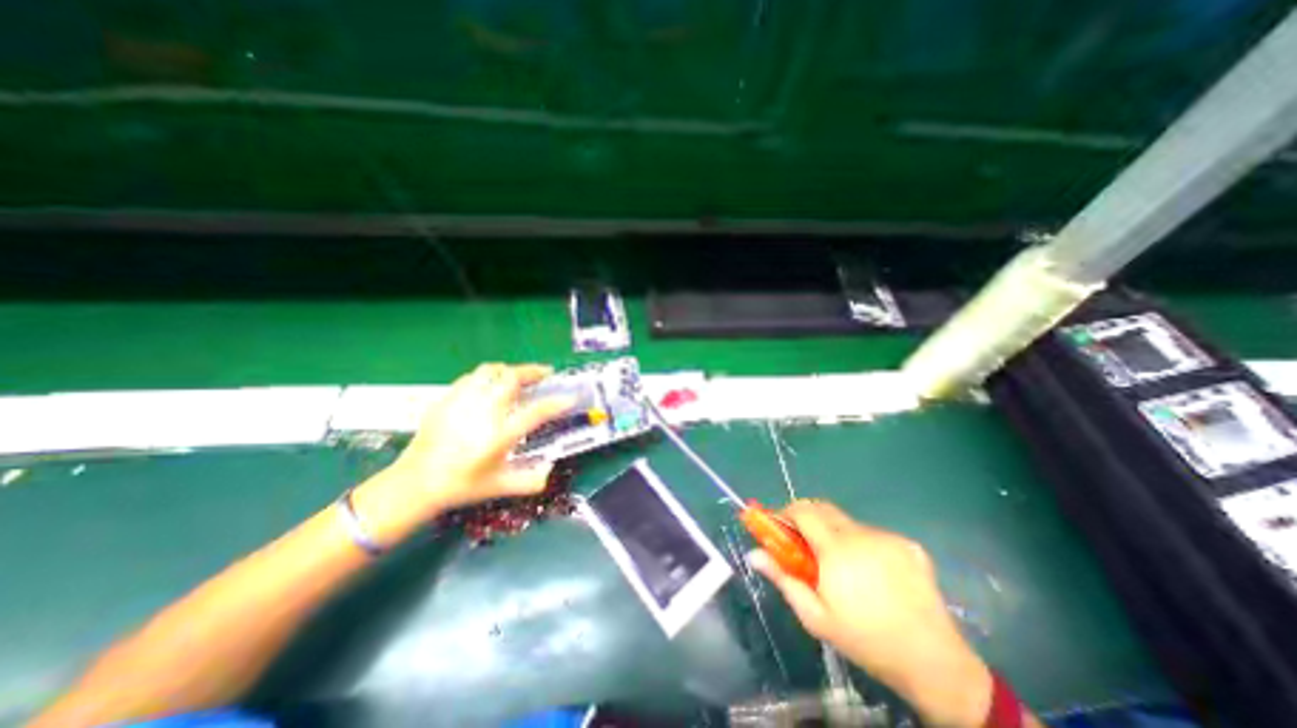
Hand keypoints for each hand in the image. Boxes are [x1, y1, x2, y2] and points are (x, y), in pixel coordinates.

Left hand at [353, 364, 577, 544]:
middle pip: (511, 378)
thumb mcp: (500, 487)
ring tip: (518, 376)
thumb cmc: (461, 486)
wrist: (414, 484)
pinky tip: (489, 386)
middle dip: (533, 371)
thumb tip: (550, 471)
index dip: (556, 403)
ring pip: (490, 371)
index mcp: (498, 436)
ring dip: (510, 370)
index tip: (569, 397)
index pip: (535, 413)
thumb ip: (530, 481)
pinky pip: (471, 377)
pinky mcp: (446, 400)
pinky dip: (487, 376)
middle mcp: (483, 413)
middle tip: (546, 374)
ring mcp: (462, 403)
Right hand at [751, 501, 995, 727]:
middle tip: (802, 543)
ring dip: (834, 533)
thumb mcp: (816, 616)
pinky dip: (860, 543)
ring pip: (847, 522)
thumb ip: (783, 579)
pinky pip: (872, 533)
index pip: (803, 511)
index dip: (786, 513)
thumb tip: (753, 554)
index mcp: (836, 550)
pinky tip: (870, 572)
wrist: (934, 663)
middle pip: (823, 508)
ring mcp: (888, 537)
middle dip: (806, 518)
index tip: (778, 526)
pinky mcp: (908, 544)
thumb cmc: (865, 641)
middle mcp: (861, 535)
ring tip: (840, 565)